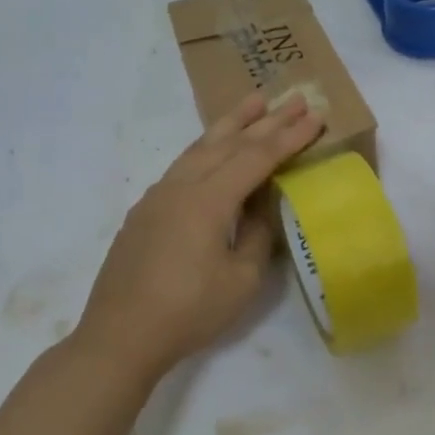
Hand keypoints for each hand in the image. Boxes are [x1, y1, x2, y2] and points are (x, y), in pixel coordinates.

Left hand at [74, 92, 322, 384]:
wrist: (119, 336)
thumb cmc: (188, 312)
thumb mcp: (241, 280)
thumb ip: (256, 234)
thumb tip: (259, 206)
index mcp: (208, 200)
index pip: (257, 157)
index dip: (289, 137)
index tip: (315, 117)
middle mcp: (181, 186)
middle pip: (229, 142)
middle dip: (265, 119)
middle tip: (293, 98)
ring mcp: (158, 196)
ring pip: (200, 147)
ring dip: (230, 123)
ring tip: (253, 101)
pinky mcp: (145, 211)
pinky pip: (183, 165)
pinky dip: (206, 147)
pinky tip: (212, 149)